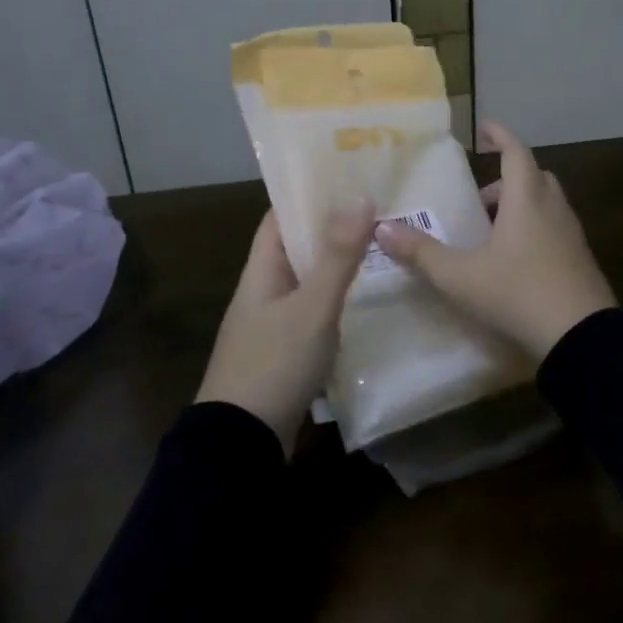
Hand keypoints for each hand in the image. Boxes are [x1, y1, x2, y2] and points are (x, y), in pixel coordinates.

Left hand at [197, 203, 375, 451]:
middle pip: (297, 248)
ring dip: (337, 266)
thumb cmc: (274, 364)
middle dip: (333, 229)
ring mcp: (273, 324)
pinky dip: (336, 302)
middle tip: (379, 211)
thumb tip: (360, 196)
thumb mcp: (311, 308)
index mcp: (260, 272)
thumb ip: (337, 256)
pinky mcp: (285, 353)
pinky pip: (313, 314)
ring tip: (381, 249)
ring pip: (308, 282)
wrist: (241, 443)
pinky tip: (366, 302)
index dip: (308, 195)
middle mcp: (263, 291)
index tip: (347, 178)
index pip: (280, 218)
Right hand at [376, 120, 615, 361]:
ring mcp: (571, 235)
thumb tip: (381, 229)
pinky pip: (554, 229)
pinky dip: (533, 229)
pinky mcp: (580, 260)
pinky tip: (513, 261)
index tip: (483, 128)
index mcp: (526, 200)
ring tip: (490, 233)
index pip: (515, 152)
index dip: (500, 135)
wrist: (582, 338)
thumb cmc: (518, 294)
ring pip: (545, 204)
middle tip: (478, 199)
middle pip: (532, 177)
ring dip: (519, 206)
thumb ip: (421, 253)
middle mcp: (553, 208)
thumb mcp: (460, 276)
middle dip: (505, 179)